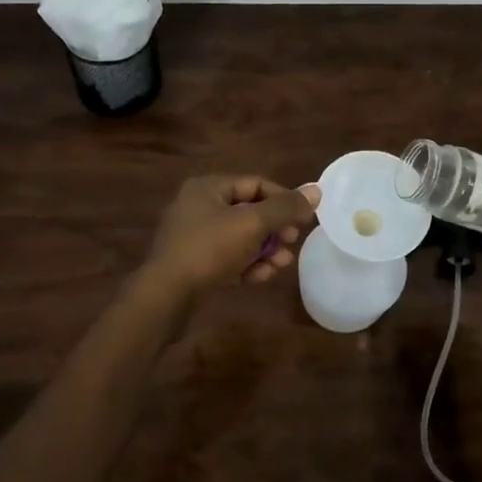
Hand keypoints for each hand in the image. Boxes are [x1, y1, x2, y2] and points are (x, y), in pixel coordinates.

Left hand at [141, 175, 321, 298]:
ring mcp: (195, 237)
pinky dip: (248, 264)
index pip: (256, 184)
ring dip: (265, 249)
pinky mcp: (195, 264)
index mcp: (208, 188)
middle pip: (249, 211)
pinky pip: (229, 258)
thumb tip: (316, 190)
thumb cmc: (209, 250)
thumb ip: (285, 208)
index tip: (304, 218)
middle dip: (275, 228)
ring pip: (241, 237)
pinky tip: (263, 276)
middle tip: (292, 241)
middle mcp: (199, 207)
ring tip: (283, 264)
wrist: (165, 297)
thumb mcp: (252, 224)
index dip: (283, 198)